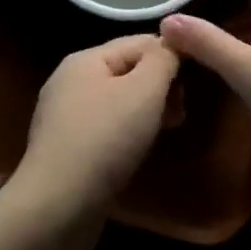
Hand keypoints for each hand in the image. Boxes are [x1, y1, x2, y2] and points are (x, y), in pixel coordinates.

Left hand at [8, 34, 180, 228]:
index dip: (170, 56)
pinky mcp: (66, 148)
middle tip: (180, 113)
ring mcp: (64, 116)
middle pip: (127, 70)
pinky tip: (138, 152)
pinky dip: (127, 133)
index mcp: (85, 59)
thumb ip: (163, 60)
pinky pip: (106, 128)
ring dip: (146, 111)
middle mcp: (70, 81)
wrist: (56, 207)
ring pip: (118, 101)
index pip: (139, 42)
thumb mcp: (144, 91)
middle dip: (159, 87)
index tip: (194, 85)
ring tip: (166, 131)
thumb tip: (173, 42)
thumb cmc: (104, 140)